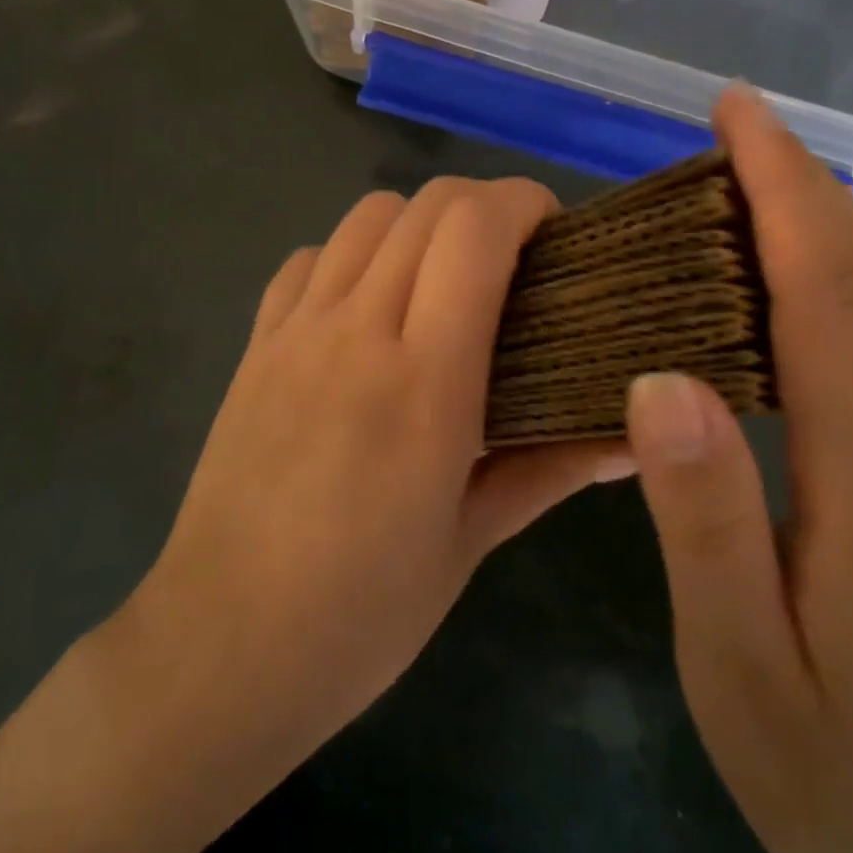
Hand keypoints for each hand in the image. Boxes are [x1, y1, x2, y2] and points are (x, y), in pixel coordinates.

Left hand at [132, 175, 630, 760]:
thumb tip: (631, 439)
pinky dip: (353, 256)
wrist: (220, 649)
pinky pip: (309, 259)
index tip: (556, 232)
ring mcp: (296, 331)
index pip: (475, 231)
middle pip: (425, 205)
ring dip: (419, 224)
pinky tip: (367, 307)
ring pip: (366, 216)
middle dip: (484, 205)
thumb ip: (550, 469)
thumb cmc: (361, 612)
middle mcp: (356, 331)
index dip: (524, 203)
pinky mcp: (255, 345)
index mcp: (424, 380)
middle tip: (516, 257)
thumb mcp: (469, 542)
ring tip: (443, 277)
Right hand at [624, 87, 852, 852]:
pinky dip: (817, 285)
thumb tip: (659, 382)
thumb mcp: (741, 662)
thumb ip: (705, 520)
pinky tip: (762, 287)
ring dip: (811, 227)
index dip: (785, 190)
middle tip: (728, 125)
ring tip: (734, 183)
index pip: (827, 293)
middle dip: (801, 185)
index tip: (739, 114)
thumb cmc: (831, 773)